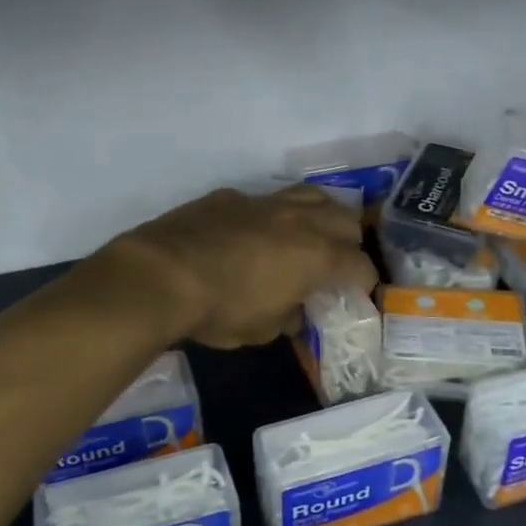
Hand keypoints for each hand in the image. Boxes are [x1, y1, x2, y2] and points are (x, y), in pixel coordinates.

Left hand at [98, 186, 378, 347]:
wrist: (161, 274)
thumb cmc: (219, 310)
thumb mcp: (261, 329)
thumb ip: (287, 316)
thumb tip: (294, 311)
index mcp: (317, 256)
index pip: (360, 264)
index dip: (364, 280)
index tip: (358, 292)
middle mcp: (299, 221)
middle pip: (345, 219)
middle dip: (349, 241)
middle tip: (337, 262)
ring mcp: (265, 202)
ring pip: (311, 195)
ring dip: (320, 214)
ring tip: (310, 234)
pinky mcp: (232, 196)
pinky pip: (266, 199)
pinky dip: (272, 215)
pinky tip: (255, 233)